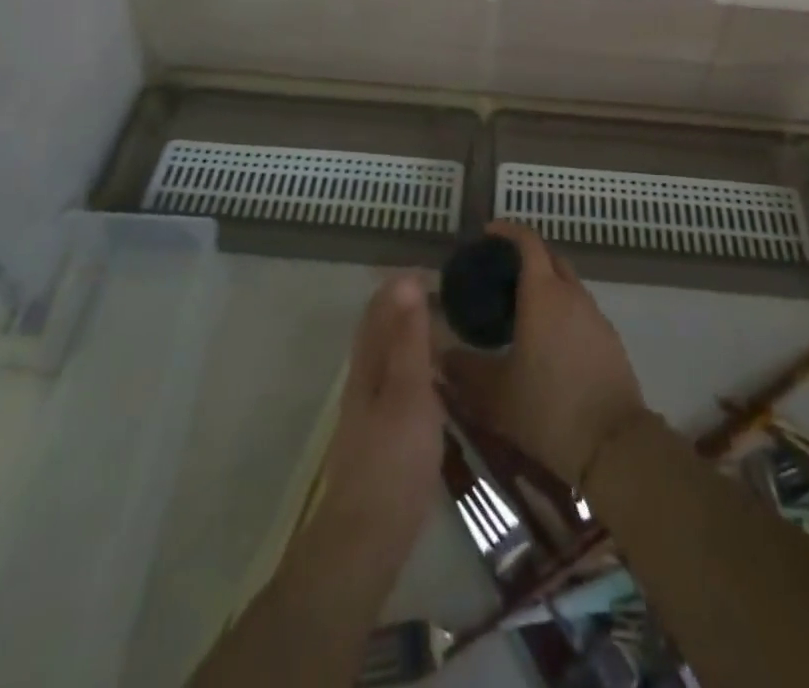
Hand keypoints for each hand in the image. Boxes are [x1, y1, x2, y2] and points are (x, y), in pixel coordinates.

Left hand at [314, 273, 445, 569]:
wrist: (367, 538)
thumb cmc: (393, 459)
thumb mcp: (409, 391)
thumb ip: (408, 338)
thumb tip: (406, 280)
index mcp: (368, 363)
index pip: (379, 308)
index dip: (400, 285)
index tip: (434, 270)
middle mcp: (363, 379)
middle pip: (379, 330)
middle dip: (404, 306)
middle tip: (444, 294)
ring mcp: (369, 409)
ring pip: (387, 356)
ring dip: (409, 334)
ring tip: (444, 328)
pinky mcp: (380, 435)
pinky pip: (396, 381)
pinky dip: (414, 365)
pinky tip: (434, 380)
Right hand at [442, 223, 649, 487]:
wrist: (613, 444)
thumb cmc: (547, 408)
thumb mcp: (494, 393)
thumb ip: (463, 369)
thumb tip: (440, 355)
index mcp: (542, 293)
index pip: (528, 242)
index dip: (508, 231)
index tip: (488, 233)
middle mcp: (571, 294)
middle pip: (550, 257)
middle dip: (527, 255)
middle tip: (500, 272)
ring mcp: (595, 315)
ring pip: (568, 284)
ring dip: (546, 284)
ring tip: (520, 308)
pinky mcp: (609, 338)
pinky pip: (581, 309)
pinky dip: (562, 309)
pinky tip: (547, 340)